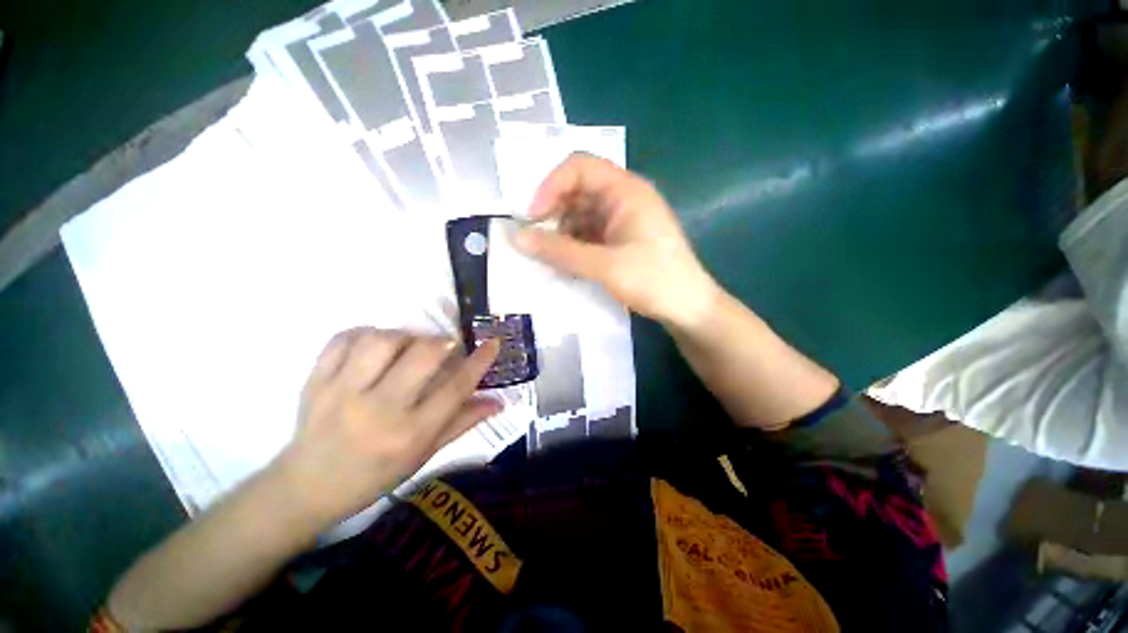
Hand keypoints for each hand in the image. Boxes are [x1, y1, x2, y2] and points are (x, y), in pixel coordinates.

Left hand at [273, 329, 500, 524]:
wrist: (307, 488)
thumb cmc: (375, 475)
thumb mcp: (424, 454)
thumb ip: (463, 422)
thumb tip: (499, 401)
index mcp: (410, 434)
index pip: (455, 388)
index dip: (479, 361)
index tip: (493, 343)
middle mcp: (379, 410)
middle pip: (422, 355)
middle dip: (443, 342)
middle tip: (447, 346)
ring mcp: (342, 393)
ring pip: (383, 340)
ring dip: (406, 335)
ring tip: (409, 345)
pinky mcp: (316, 381)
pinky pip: (344, 338)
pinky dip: (366, 332)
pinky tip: (376, 344)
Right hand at [515, 153, 718, 327]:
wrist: (688, 308)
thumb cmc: (653, 280)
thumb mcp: (604, 266)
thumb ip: (560, 252)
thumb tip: (517, 239)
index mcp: (626, 190)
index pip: (579, 167)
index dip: (551, 186)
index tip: (532, 217)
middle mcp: (624, 198)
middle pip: (578, 191)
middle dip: (553, 213)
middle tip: (535, 241)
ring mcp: (623, 220)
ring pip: (581, 215)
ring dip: (562, 233)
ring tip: (549, 258)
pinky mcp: (621, 240)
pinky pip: (589, 234)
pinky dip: (574, 246)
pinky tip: (566, 265)